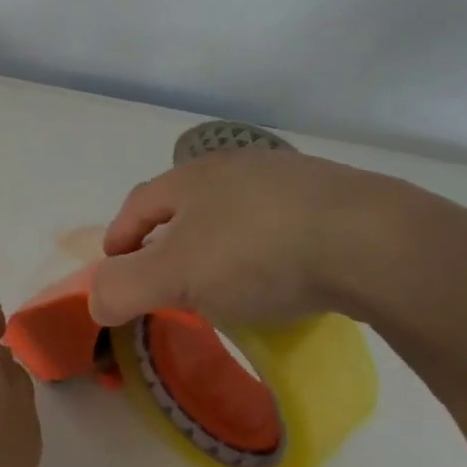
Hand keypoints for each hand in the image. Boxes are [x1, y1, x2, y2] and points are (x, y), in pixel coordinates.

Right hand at [89, 149, 418, 328]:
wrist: (374, 241)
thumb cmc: (258, 252)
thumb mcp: (176, 276)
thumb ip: (124, 287)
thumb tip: (93, 299)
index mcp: (193, 177)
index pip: (139, 203)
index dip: (120, 234)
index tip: (114, 266)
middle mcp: (238, 167)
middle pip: (188, 202)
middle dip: (170, 238)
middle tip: (169, 278)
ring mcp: (291, 180)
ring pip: (238, 211)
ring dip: (221, 243)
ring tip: (226, 282)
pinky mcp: (336, 201)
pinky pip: (283, 224)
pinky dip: (268, 249)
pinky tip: (283, 277)